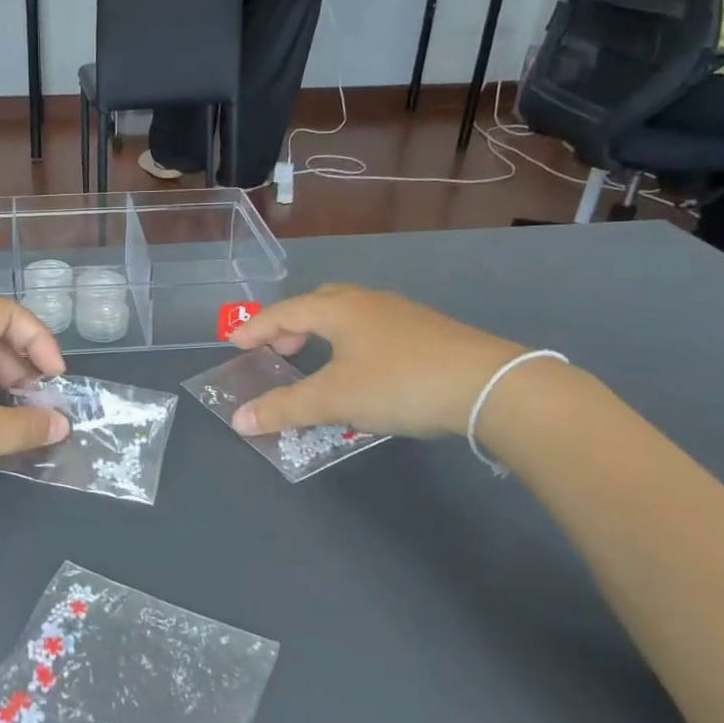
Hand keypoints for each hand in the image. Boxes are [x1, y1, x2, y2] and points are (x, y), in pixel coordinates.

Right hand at [229, 285, 524, 438]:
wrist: (489, 385)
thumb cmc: (399, 384)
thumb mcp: (334, 399)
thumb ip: (284, 408)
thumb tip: (238, 420)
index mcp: (339, 309)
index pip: (285, 313)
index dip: (256, 327)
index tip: (234, 341)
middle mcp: (368, 302)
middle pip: (318, 303)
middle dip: (291, 325)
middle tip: (278, 350)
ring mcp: (402, 314)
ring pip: (349, 314)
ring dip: (323, 332)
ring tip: (316, 360)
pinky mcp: (428, 332)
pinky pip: (373, 328)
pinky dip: (351, 341)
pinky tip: (363, 368)